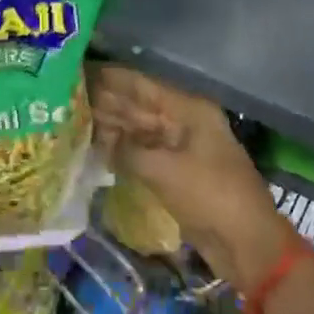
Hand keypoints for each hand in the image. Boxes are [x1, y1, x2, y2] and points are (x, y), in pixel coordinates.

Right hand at [88, 65, 296, 287]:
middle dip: (105, 100)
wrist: (246, 243)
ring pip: (138, 129)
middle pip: (138, 105)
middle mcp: (184, 121)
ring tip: (74, 117)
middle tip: (68, 95)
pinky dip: (121, 149)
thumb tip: (100, 140)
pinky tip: (95, 147)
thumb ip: (127, 149)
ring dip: (110, 125)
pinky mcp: (176, 170)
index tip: (79, 70)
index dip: (110, 78)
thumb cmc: (210, 196)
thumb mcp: (163, 170)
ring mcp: (180, 146)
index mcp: (188, 110)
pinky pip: (142, 151)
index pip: (141, 85)